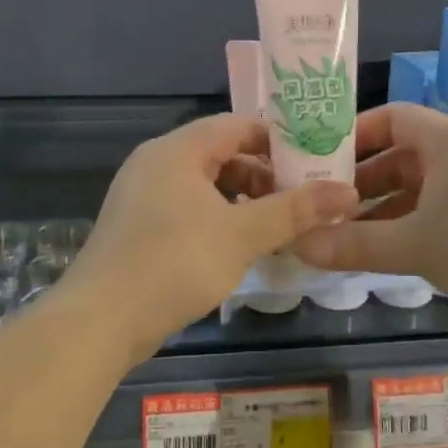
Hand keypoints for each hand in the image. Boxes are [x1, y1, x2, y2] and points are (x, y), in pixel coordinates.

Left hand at [65, 114, 360, 366]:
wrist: (99, 322)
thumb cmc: (173, 264)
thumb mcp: (242, 235)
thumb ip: (295, 210)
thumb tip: (348, 192)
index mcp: (178, 149)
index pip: (238, 124)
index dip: (279, 140)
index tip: (315, 162)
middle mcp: (157, 162)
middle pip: (222, 153)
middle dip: (264, 175)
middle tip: (302, 200)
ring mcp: (143, 194)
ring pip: (206, 184)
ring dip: (243, 200)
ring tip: (278, 226)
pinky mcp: (138, 225)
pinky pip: (188, 207)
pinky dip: (218, 218)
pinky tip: (239, 246)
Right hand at [294, 103, 447, 333]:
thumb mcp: (418, 244)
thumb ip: (355, 244)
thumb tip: (297, 244)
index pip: (391, 117)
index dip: (353, 134)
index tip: (317, 161)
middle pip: (401, 157)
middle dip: (361, 181)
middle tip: (320, 206)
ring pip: (419, 191)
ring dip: (382, 211)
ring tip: (342, 236)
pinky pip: (438, 215)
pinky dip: (410, 229)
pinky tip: (385, 255)